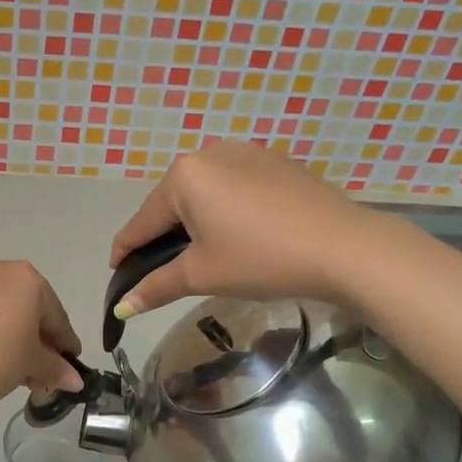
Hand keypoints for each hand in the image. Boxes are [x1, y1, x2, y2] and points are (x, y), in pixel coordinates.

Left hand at [0, 259, 85, 419]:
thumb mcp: (31, 365)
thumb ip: (56, 368)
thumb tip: (75, 380)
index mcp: (28, 278)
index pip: (58, 316)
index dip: (66, 346)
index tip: (71, 370)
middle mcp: (1, 272)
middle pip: (33, 312)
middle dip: (41, 345)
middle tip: (45, 377)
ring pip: (9, 315)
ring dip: (20, 343)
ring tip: (22, 377)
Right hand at [110, 141, 366, 317]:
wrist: (345, 247)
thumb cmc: (261, 259)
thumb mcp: (202, 275)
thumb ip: (156, 286)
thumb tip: (122, 308)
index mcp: (184, 176)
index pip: (142, 221)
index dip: (125, 251)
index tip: (116, 273)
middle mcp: (210, 152)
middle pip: (172, 203)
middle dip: (164, 236)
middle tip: (163, 271)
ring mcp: (247, 152)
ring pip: (205, 194)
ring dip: (196, 223)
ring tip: (203, 256)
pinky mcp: (276, 162)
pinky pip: (235, 188)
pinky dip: (227, 212)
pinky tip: (240, 236)